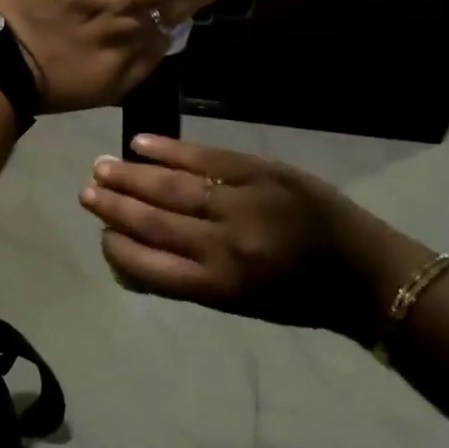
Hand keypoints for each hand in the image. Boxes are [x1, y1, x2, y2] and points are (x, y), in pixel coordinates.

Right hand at [79, 136, 410, 337]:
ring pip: (174, 186)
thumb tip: (135, 254)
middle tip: (85, 192)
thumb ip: (188, 279)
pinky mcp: (263, 171)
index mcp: (219, 286)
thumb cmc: (298, 298)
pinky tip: (143, 143)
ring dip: (133, 176)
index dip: (117, 248)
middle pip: (155, 221)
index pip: (148, 266)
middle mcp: (224, 244)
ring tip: (102, 167)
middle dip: (115, 206)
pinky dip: (172, 149)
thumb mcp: (239, 304)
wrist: (363, 271)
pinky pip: (208, 157)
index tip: (101, 233)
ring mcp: (244, 202)